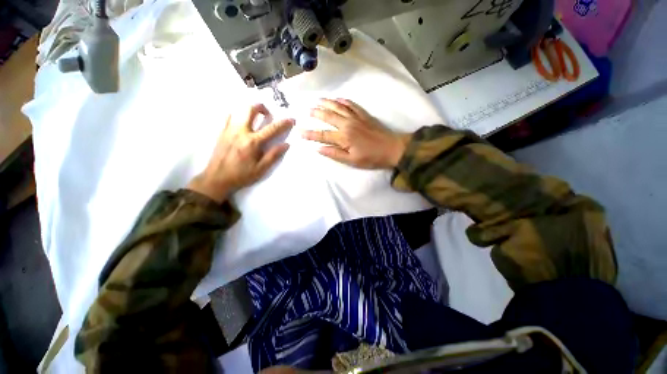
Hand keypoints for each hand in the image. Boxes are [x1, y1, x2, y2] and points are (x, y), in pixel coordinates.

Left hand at [188, 104, 293, 201]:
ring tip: (256, 117)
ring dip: (250, 110)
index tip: (291, 119)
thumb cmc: (241, 175)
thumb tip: (286, 144)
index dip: (283, 123)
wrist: (216, 179)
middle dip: (262, 108)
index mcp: (253, 142)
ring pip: (239, 110)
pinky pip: (228, 117)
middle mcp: (240, 131)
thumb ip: (273, 155)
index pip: (272, 129)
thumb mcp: (261, 169)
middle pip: (251, 110)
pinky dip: (237, 115)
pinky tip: (242, 122)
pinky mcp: (221, 132)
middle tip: (268, 114)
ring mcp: (229, 130)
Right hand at [302, 98, 408, 168]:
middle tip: (307, 110)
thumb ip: (335, 154)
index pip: (322, 135)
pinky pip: (352, 104)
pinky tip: (338, 98)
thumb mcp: (352, 161)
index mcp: (343, 137)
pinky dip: (344, 100)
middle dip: (316, 113)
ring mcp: (356, 117)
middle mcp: (347, 124)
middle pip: (328, 116)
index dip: (310, 134)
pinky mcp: (364, 115)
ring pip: (338, 107)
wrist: (392, 148)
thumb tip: (319, 149)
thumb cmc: (371, 158)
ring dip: (327, 103)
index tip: (299, 132)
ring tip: (318, 100)